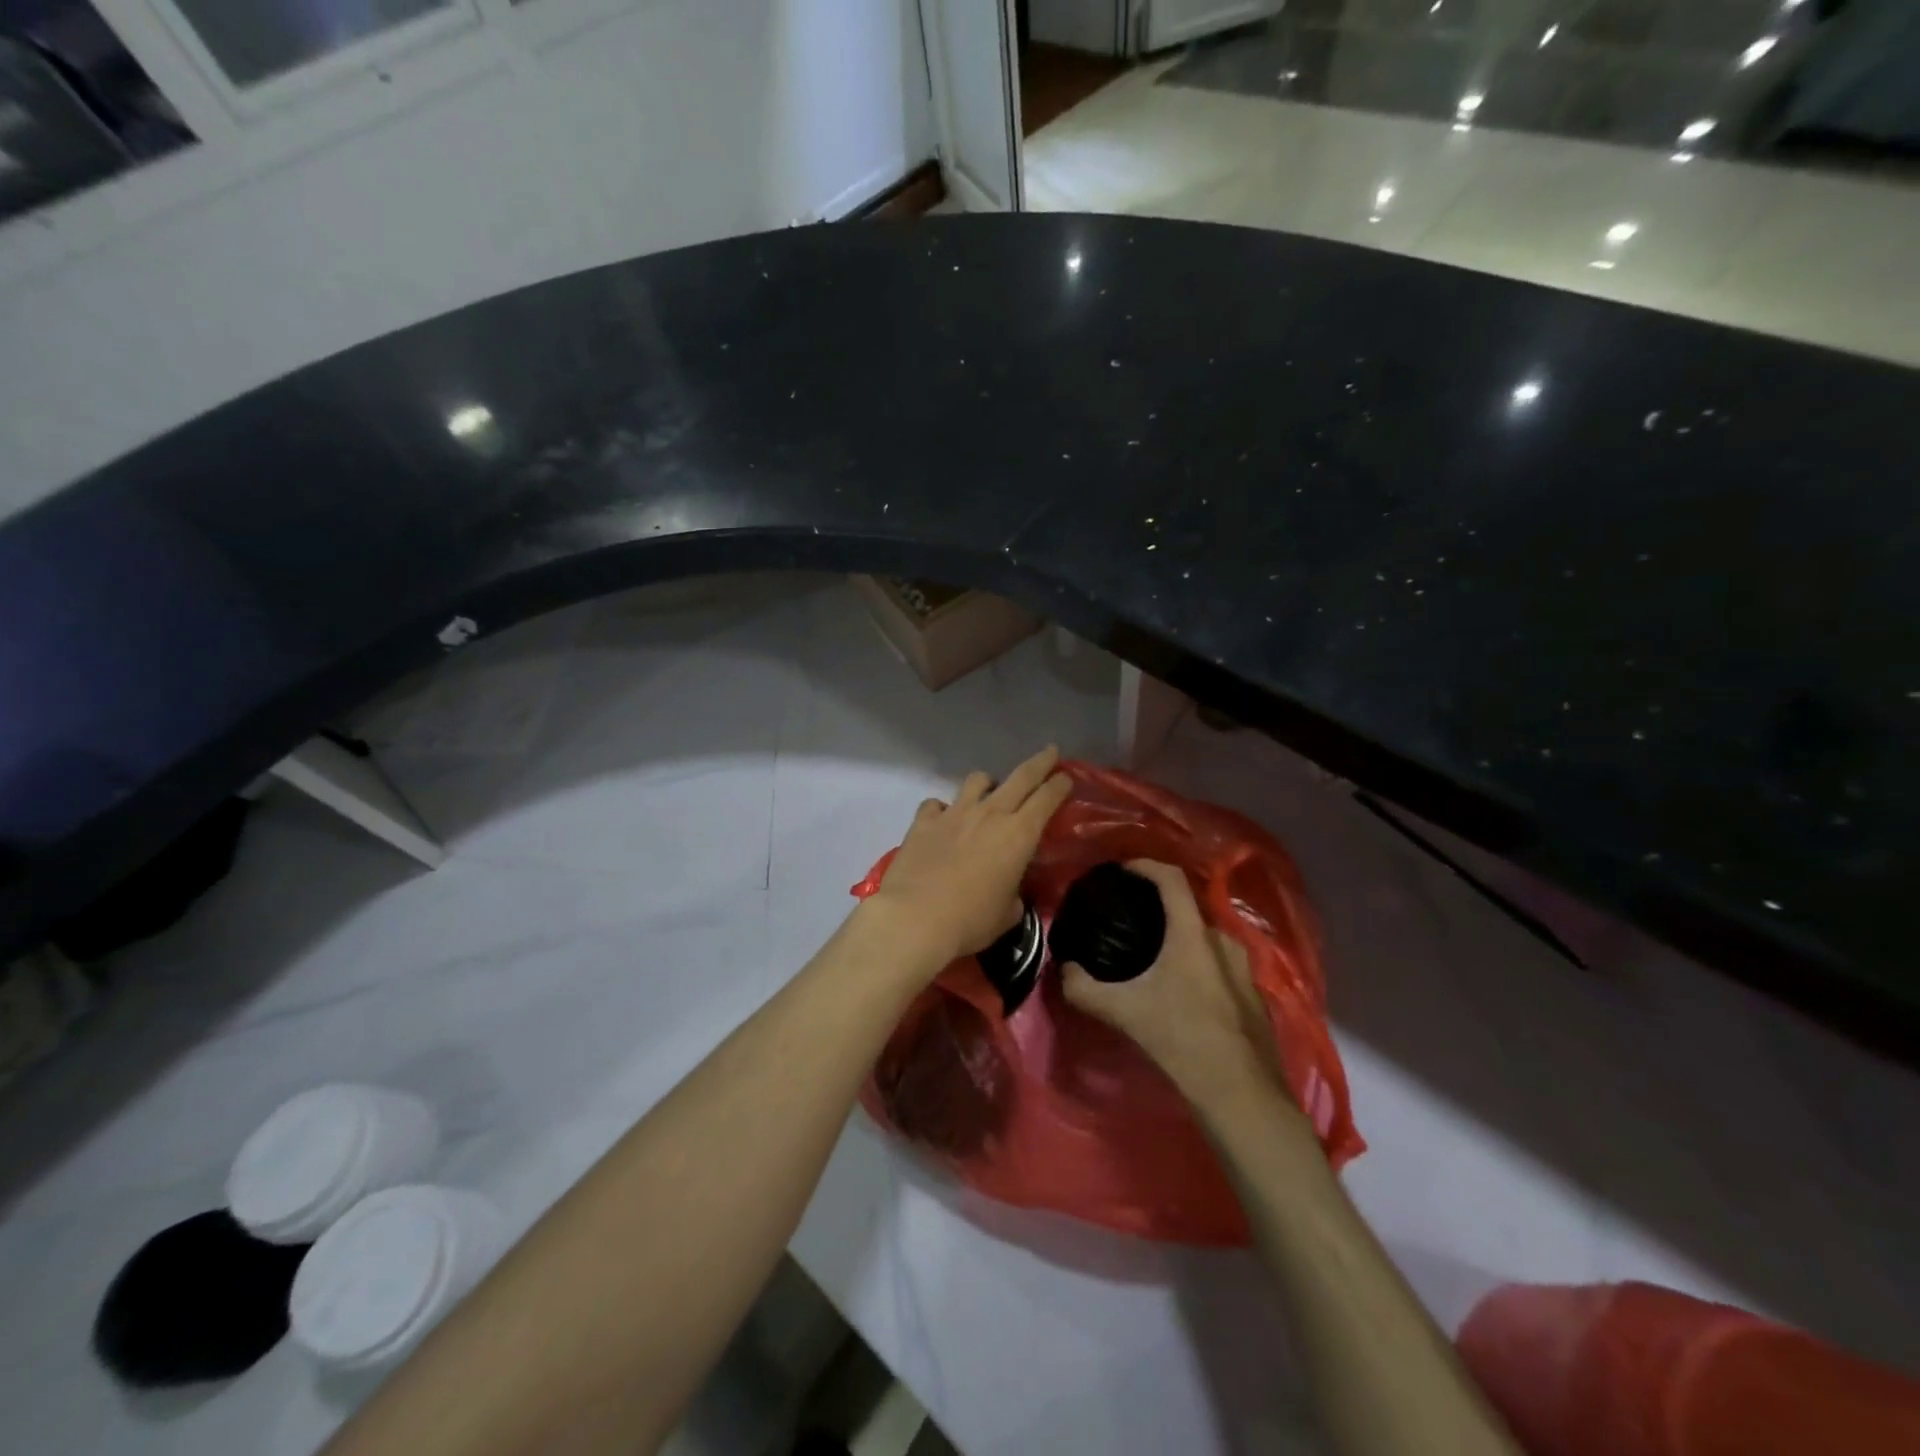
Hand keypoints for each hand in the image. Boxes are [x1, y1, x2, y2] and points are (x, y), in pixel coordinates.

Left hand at [865, 746, 1073, 972]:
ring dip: (988, 783)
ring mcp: (954, 813)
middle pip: (1020, 777)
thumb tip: (1009, 890)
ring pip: (977, 780)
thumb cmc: (971, 921)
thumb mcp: (1007, 914)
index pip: (1047, 798)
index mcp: (1019, 835)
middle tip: (1049, 752)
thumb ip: (1013, 894)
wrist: (915, 918)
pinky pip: (936, 803)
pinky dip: (942, 809)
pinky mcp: (923, 821)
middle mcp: (989, 814)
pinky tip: (942, 820)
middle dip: (1039, 762)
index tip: (1066, 776)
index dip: (1059, 784)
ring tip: (988, 793)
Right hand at [1062, 860, 1286, 1107]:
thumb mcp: (1123, 1012)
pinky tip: (1182, 993)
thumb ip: (1084, 988)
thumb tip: (1062, 970)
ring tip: (1154, 957)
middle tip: (1131, 920)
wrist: (1242, 1097)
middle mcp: (1223, 941)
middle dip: (1159, 908)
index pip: (1171, 878)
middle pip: (1188, 909)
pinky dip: (1198, 965)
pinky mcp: (1254, 996)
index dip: (1144, 866)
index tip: (1121, 871)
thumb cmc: (1182, 1040)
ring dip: (1180, 939)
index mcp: (1193, 934)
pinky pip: (1220, 964)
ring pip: (1205, 939)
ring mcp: (1245, 969)